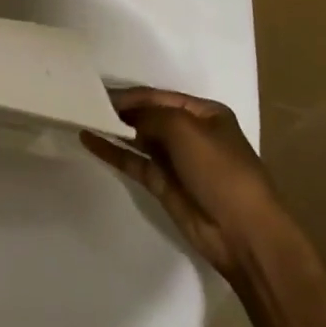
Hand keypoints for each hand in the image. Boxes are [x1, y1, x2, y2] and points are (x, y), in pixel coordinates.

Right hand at [81, 88, 290, 281]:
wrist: (244, 233)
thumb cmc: (220, 170)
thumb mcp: (184, 129)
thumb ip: (149, 116)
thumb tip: (125, 117)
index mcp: (205, 114)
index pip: (158, 97)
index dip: (130, 95)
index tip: (97, 93)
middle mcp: (190, 133)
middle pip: (147, 115)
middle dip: (120, 110)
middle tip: (84, 104)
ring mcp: (176, 160)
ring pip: (138, 138)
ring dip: (113, 129)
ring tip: (81, 117)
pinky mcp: (163, 184)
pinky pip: (133, 161)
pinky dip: (112, 151)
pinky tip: (89, 140)